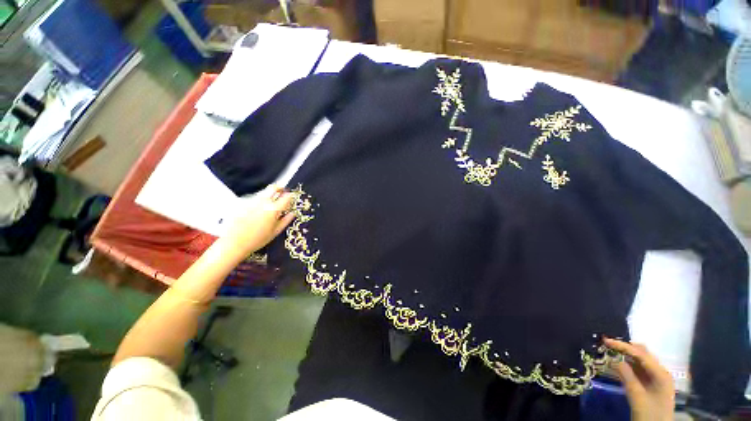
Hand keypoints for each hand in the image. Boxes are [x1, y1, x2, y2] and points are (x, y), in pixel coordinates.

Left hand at [223, 184, 296, 255]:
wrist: (234, 243)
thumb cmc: (257, 240)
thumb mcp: (275, 231)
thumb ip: (286, 220)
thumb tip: (292, 213)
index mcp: (274, 209)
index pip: (286, 196)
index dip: (290, 195)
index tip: (291, 197)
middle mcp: (263, 202)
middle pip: (273, 188)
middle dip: (279, 188)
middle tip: (282, 191)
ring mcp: (251, 201)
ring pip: (263, 192)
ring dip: (269, 194)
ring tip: (270, 203)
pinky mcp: (242, 203)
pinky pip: (253, 198)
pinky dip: (258, 201)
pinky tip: (257, 210)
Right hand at [604, 338, 674, 420]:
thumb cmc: (649, 414)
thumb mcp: (637, 397)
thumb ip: (627, 377)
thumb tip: (614, 360)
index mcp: (661, 374)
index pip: (640, 354)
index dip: (623, 346)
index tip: (606, 341)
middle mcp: (660, 372)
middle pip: (642, 354)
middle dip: (625, 348)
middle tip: (607, 345)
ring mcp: (656, 378)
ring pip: (639, 360)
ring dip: (625, 356)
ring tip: (609, 353)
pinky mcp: (650, 383)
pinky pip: (638, 369)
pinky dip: (627, 365)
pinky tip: (616, 365)